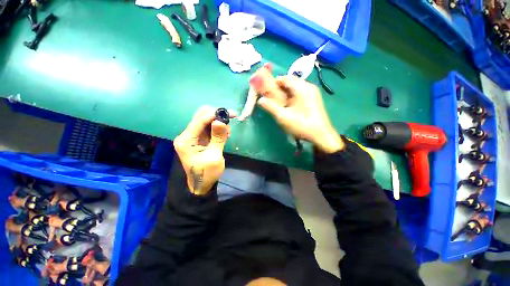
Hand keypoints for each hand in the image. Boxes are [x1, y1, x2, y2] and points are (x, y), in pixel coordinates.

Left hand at [174, 106, 231, 195]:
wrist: (201, 184)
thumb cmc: (207, 173)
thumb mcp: (214, 156)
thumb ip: (217, 138)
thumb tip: (220, 121)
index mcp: (186, 140)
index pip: (200, 120)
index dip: (215, 114)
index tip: (230, 114)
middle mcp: (186, 135)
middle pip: (201, 116)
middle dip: (216, 116)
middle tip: (230, 120)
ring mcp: (192, 136)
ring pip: (205, 120)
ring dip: (218, 122)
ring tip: (227, 133)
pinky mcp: (198, 138)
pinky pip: (208, 127)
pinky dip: (217, 127)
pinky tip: (224, 135)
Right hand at [256, 76, 343, 152]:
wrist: (321, 136)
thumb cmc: (302, 125)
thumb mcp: (284, 117)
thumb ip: (271, 107)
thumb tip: (260, 100)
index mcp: (302, 88)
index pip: (284, 78)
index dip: (273, 82)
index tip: (264, 90)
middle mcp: (308, 87)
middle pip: (289, 83)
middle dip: (278, 89)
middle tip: (269, 98)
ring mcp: (312, 93)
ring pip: (294, 89)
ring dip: (284, 94)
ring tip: (277, 103)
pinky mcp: (313, 99)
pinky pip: (299, 94)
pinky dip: (290, 97)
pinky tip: (287, 106)